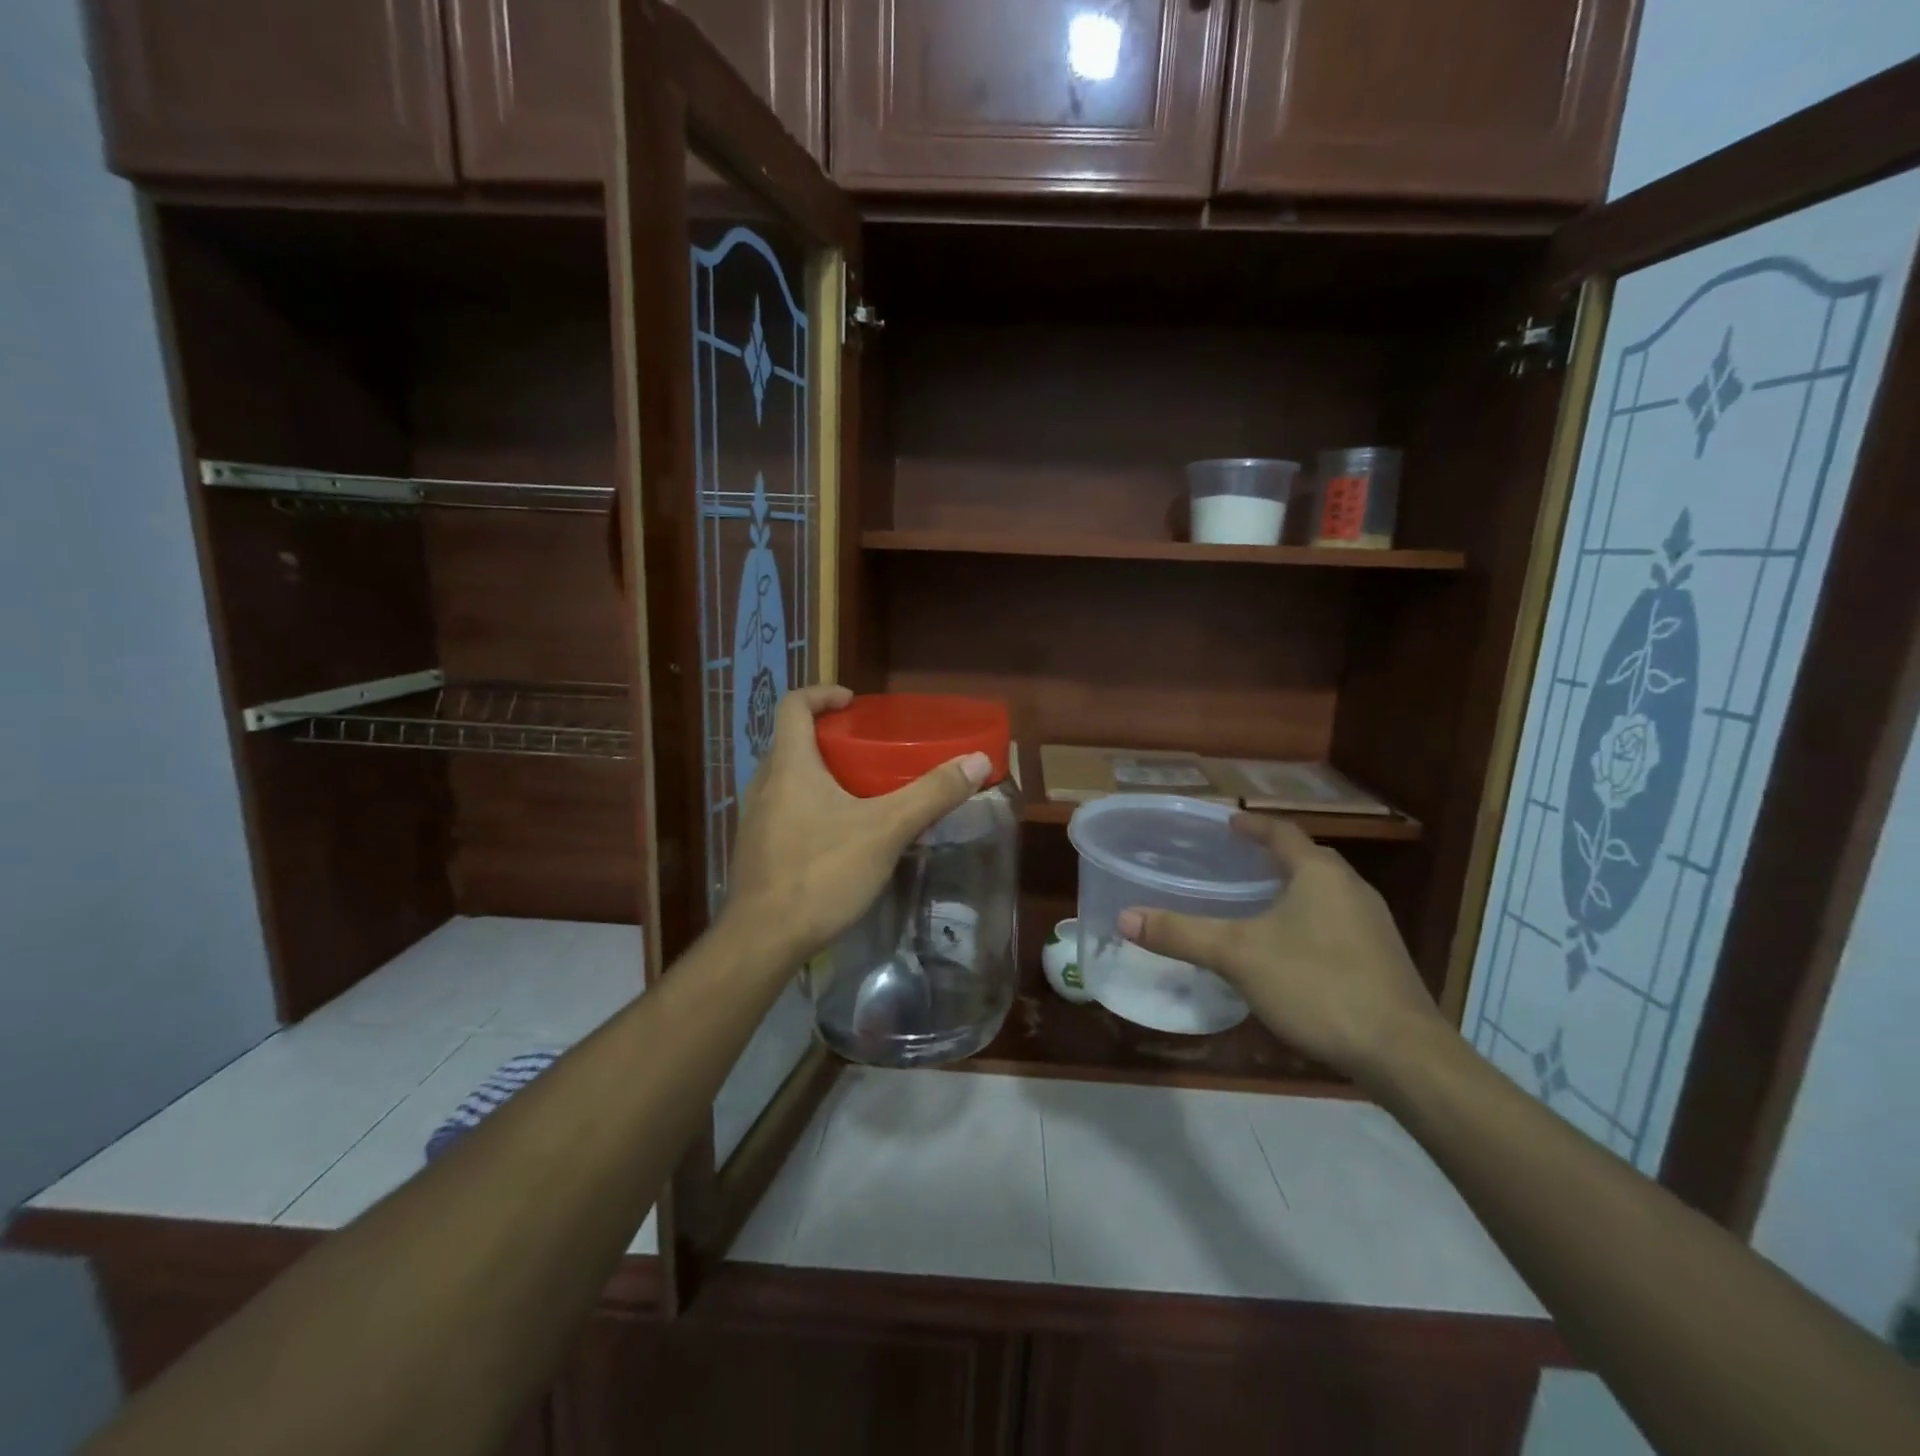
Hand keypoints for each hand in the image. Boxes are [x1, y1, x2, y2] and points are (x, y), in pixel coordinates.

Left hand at [721, 685, 990, 965]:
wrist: (763, 940)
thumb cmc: (822, 872)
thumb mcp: (886, 830)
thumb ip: (932, 794)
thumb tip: (978, 760)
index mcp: (790, 765)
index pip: (794, 705)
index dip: (822, 694)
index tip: (854, 703)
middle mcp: (764, 784)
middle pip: (791, 742)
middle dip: (828, 738)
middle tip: (867, 750)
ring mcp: (753, 820)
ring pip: (786, 779)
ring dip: (817, 774)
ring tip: (857, 792)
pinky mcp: (754, 851)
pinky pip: (781, 811)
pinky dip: (808, 806)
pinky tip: (837, 837)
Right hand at [1118, 815, 1447, 1080]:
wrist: (1403, 1054)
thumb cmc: (1317, 985)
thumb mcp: (1238, 956)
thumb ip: (1181, 934)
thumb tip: (1125, 917)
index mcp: (1319, 873)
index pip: (1281, 833)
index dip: (1251, 826)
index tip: (1226, 824)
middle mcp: (1351, 888)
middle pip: (1305, 859)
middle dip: (1269, 858)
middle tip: (1231, 863)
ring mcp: (1373, 925)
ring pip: (1323, 892)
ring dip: (1289, 889)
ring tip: (1253, 902)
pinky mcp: (1381, 958)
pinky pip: (1335, 922)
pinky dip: (1306, 920)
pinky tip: (1286, 948)